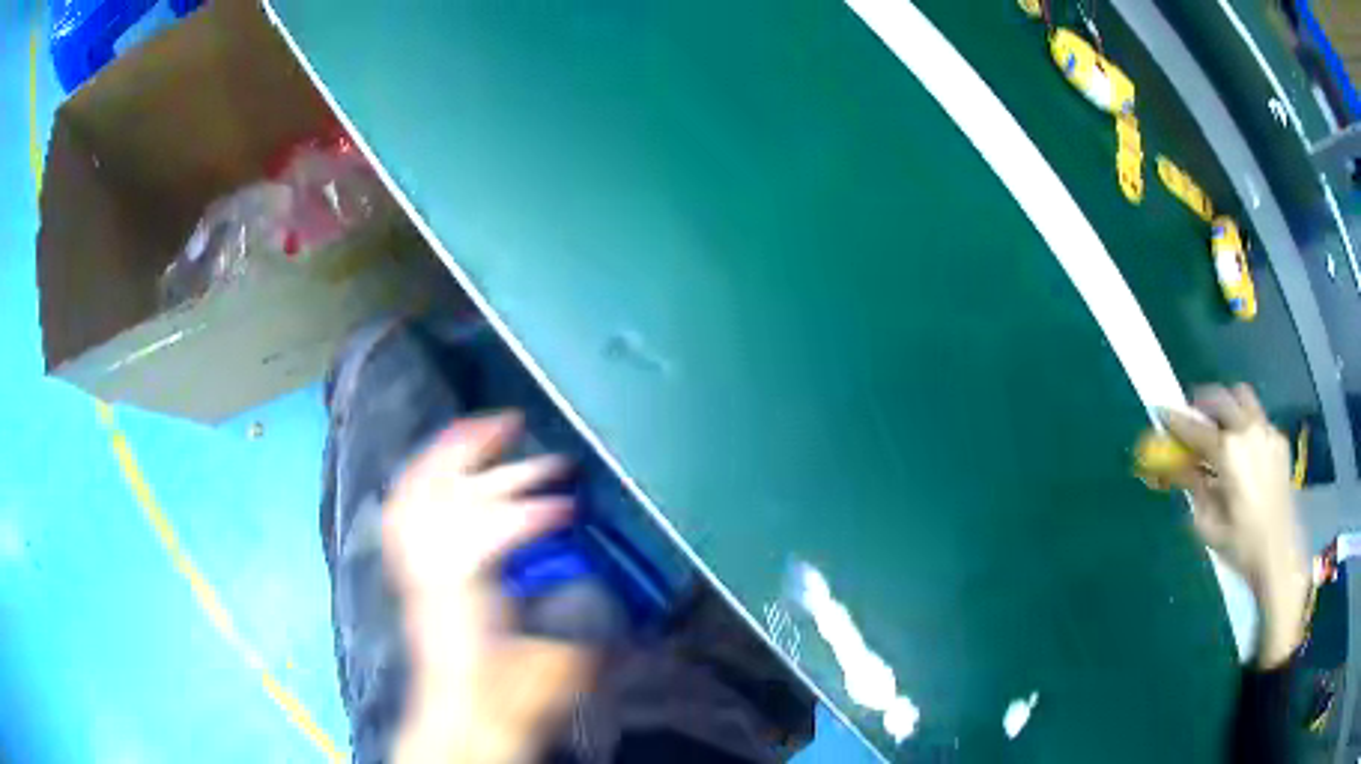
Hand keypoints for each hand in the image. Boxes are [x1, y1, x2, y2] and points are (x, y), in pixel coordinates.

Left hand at [385, 412, 595, 762]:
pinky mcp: (411, 572)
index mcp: (464, 606)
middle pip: (445, 502)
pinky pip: (404, 509)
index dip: (530, 512)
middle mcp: (429, 580)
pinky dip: (424, 475)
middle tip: (546, 457)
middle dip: (499, 468)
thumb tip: (597, 573)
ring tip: (489, 426)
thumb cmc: (505, 703)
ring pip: (417, 495)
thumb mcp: (553, 671)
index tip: (569, 508)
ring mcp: (413, 573)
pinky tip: (444, 458)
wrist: (462, 722)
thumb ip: (576, 619)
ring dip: (454, 454)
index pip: (486, 536)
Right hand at [1163, 385, 1310, 667]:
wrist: (1279, 552)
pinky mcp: (1279, 440)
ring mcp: (1267, 431)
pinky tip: (1244, 451)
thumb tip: (1178, 465)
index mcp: (1227, 452)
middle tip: (1191, 418)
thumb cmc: (1240, 545)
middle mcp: (1247, 431)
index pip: (1194, 428)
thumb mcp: (1208, 523)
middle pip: (1221, 398)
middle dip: (1202, 404)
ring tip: (1219, 426)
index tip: (1160, 412)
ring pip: (1243, 399)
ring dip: (1227, 406)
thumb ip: (1193, 486)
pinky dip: (1245, 424)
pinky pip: (1258, 419)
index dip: (1174, 421)